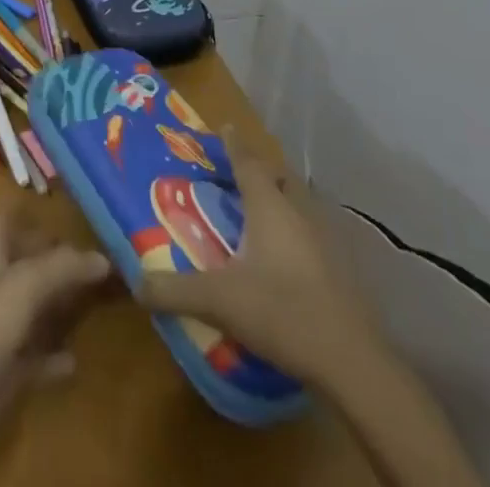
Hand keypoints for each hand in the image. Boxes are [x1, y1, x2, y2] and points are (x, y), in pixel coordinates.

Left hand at [0, 212, 111, 486]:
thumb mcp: (23, 285)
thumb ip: (61, 267)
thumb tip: (102, 256)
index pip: (4, 221)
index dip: (22, 207)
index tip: (54, 199)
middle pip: (23, 264)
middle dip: (52, 257)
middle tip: (93, 250)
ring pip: (31, 310)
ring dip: (57, 305)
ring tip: (93, 297)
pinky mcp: (2, 375)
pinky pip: (34, 360)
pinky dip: (53, 357)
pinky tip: (74, 359)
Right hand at [134, 128, 384, 389]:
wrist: (353, 362)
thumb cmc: (282, 312)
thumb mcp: (219, 301)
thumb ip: (175, 290)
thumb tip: (137, 283)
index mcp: (269, 206)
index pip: (248, 162)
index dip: (234, 144)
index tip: (224, 127)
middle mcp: (298, 212)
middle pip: (279, 177)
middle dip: (260, 170)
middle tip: (237, 174)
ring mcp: (325, 239)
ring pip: (299, 204)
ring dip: (280, 200)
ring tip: (259, 213)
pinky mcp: (341, 269)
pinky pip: (312, 233)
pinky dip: (295, 232)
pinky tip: (285, 257)